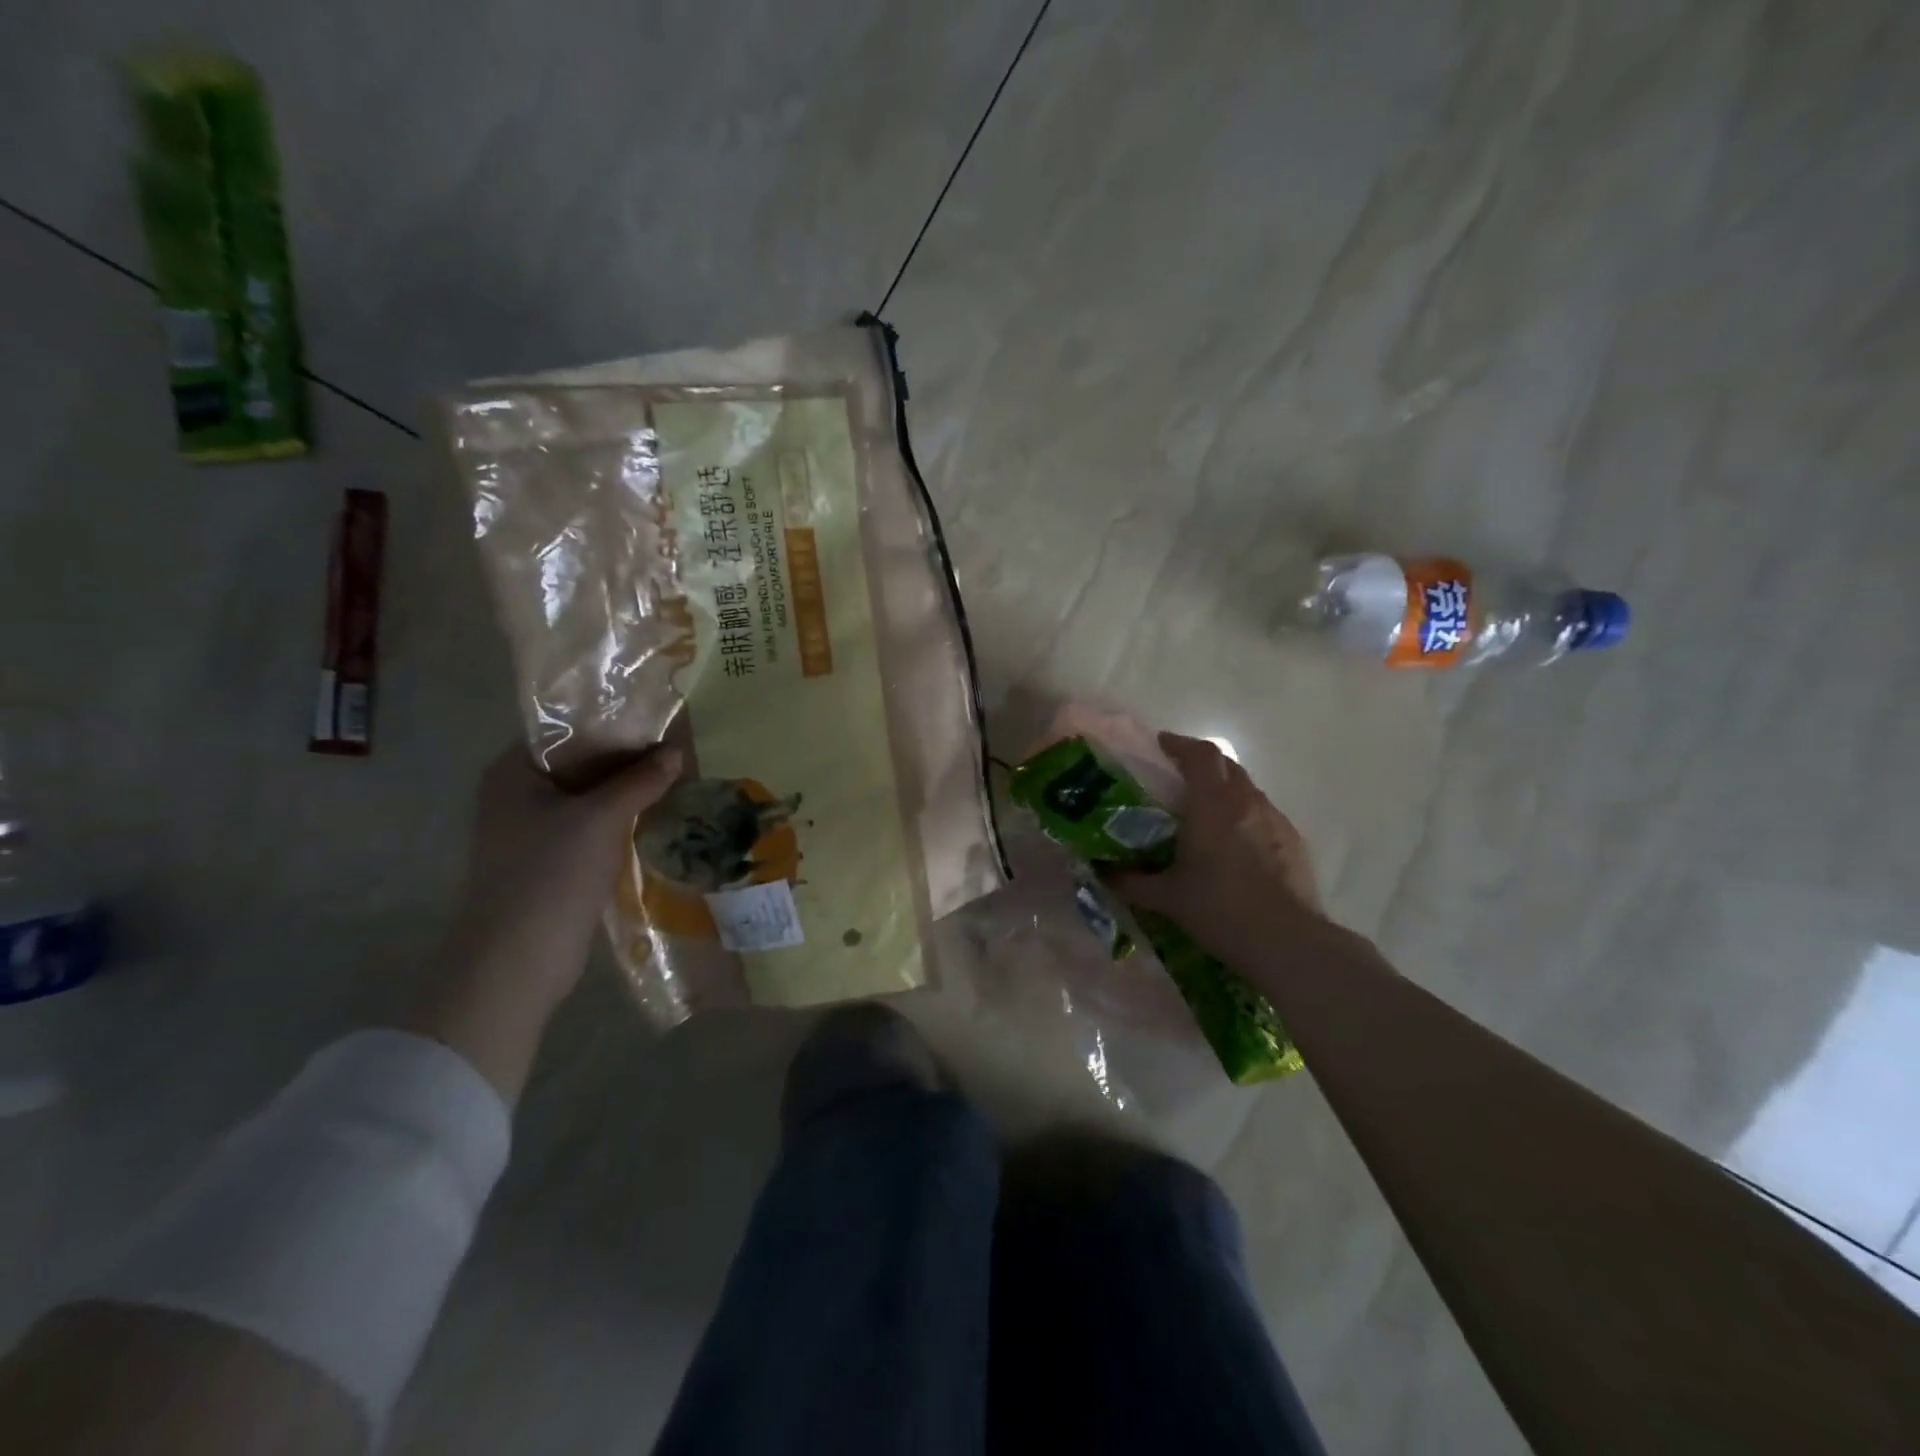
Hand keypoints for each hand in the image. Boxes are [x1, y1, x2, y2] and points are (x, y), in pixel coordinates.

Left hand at [411, 744, 681, 1099]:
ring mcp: (533, 830)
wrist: (518, 960)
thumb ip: (641, 781)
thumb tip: (676, 751)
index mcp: (514, 771)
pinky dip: (621, 819)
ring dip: (628, 791)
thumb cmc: (551, 874)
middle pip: (582, 763)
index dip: (614, 723)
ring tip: (676, 778)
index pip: (568, 730)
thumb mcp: (602, 818)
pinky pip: (591, 826)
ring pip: (590, 796)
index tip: (658, 722)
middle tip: (677, 750)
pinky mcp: (551, 860)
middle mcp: (518, 794)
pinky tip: (657, 815)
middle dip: (628, 759)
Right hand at [1108, 732, 1325, 960]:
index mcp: (1213, 804)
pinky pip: (1265, 815)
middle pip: (1226, 765)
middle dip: (1202, 764)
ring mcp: (1276, 820)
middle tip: (1179, 778)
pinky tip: (1237, 847)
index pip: (1200, 754)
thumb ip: (1131, 882)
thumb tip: (1104, 874)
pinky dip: (1246, 817)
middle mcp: (1247, 802)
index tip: (1161, 745)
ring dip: (1226, 791)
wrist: (1287, 942)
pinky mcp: (1294, 842)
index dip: (1180, 744)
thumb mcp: (1167, 898)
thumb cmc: (1220, 910)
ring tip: (1207, 815)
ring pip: (1248, 790)